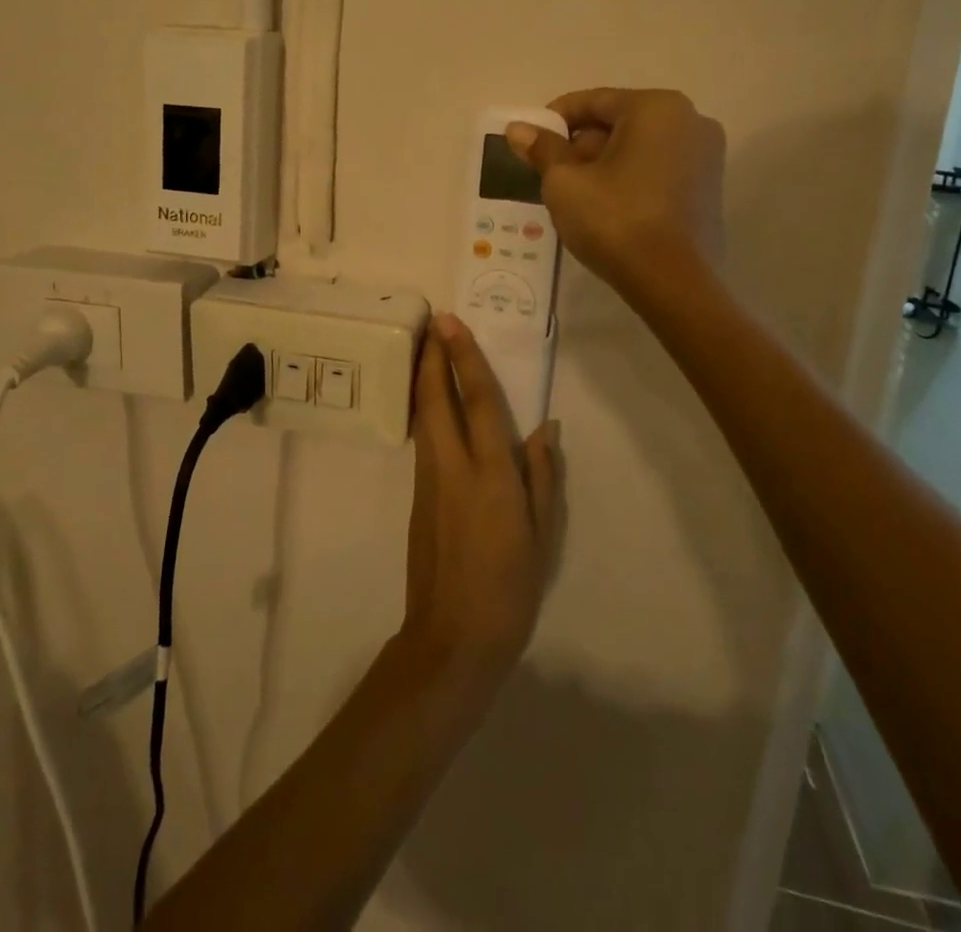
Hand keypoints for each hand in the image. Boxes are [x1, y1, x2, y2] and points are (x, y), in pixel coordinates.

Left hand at [401, 315, 561, 688]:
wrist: (452, 638)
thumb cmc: (510, 589)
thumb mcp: (542, 536)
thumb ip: (541, 477)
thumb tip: (544, 428)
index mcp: (491, 475)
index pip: (478, 402)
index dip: (465, 359)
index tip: (453, 325)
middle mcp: (453, 467)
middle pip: (436, 399)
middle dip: (432, 357)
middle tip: (432, 323)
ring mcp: (429, 480)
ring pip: (423, 416)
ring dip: (424, 379)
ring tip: (429, 350)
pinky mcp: (417, 496)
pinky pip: (423, 439)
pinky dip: (425, 410)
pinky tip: (432, 403)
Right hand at [506, 87, 725, 295]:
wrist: (672, 282)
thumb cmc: (614, 220)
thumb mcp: (565, 182)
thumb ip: (542, 149)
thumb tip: (518, 129)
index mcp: (656, 108)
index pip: (593, 101)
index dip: (554, 120)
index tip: (530, 143)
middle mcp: (690, 120)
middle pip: (618, 122)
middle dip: (581, 144)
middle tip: (550, 173)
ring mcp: (706, 154)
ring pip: (639, 146)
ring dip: (604, 162)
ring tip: (575, 194)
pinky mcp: (710, 187)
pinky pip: (658, 168)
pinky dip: (630, 177)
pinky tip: (607, 206)